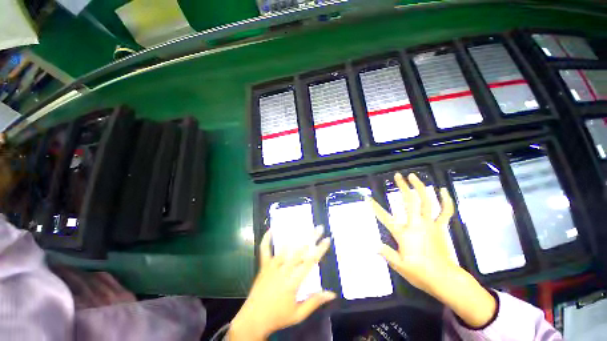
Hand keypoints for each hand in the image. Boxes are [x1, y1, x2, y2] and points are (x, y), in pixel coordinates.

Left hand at [228, 227, 335, 340]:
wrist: (253, 320)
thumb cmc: (278, 317)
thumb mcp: (298, 314)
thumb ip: (315, 302)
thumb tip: (332, 294)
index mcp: (293, 282)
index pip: (310, 262)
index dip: (320, 249)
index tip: (327, 239)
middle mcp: (283, 270)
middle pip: (300, 251)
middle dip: (311, 237)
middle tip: (319, 227)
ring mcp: (272, 266)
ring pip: (285, 248)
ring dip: (295, 236)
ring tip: (302, 226)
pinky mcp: (264, 266)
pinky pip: (264, 250)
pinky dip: (266, 239)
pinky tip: (270, 230)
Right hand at [369, 173, 496, 327]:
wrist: (445, 279)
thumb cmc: (420, 273)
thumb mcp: (399, 265)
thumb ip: (386, 253)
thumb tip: (372, 245)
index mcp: (404, 233)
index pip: (385, 217)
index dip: (375, 207)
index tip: (367, 197)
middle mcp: (416, 224)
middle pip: (409, 201)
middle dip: (402, 187)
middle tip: (397, 176)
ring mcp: (430, 224)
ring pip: (426, 201)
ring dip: (420, 187)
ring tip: (413, 176)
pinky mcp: (441, 227)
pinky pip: (445, 211)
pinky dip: (446, 200)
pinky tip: (442, 190)